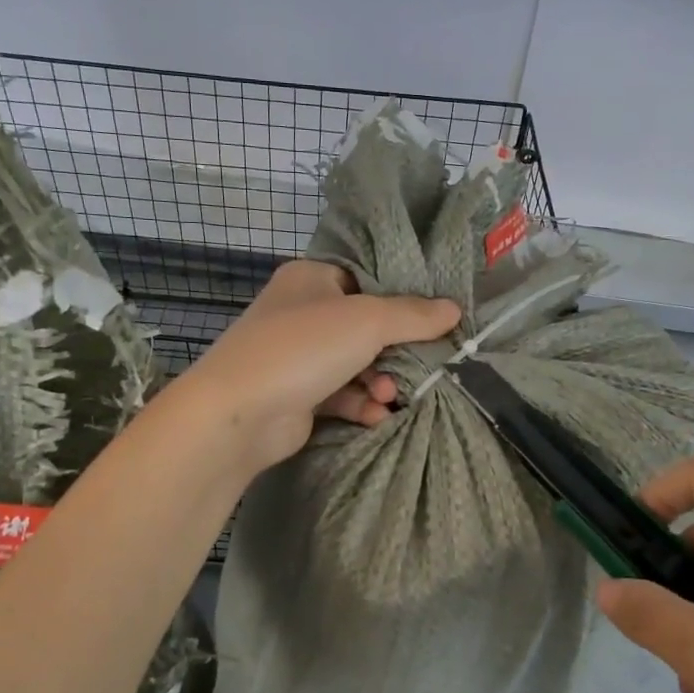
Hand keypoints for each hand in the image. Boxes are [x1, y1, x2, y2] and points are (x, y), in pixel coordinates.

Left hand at [171, 261, 458, 473]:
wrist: (239, 414)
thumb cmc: (303, 348)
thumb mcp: (366, 321)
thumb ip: (412, 315)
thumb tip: (454, 309)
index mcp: (310, 278)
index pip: (365, 277)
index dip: (402, 295)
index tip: (436, 315)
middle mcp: (302, 311)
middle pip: (365, 325)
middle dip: (394, 350)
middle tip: (421, 365)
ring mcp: (297, 355)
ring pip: (355, 363)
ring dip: (378, 381)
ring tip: (388, 396)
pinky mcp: (297, 394)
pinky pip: (341, 393)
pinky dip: (360, 403)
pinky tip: (375, 416)